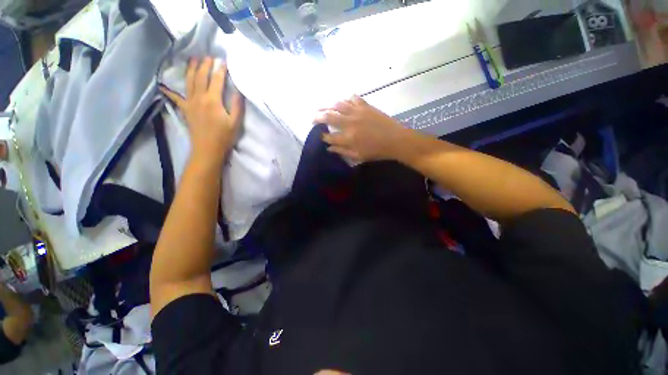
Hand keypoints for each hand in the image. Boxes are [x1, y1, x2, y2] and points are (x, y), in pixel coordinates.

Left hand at [161, 58, 243, 162]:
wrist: (208, 149)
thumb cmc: (224, 137)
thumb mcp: (235, 123)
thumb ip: (237, 106)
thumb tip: (238, 91)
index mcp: (213, 101)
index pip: (217, 80)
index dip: (220, 70)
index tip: (223, 61)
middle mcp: (199, 98)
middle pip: (201, 77)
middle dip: (204, 65)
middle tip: (208, 57)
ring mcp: (190, 103)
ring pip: (189, 82)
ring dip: (190, 69)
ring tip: (192, 60)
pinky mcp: (185, 110)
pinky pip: (175, 97)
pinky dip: (169, 91)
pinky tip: (163, 85)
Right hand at [314, 96, 408, 162]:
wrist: (396, 140)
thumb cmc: (377, 151)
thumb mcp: (358, 156)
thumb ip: (342, 151)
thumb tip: (329, 148)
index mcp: (348, 138)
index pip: (329, 136)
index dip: (323, 137)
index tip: (321, 137)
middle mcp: (350, 123)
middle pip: (329, 117)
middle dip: (317, 117)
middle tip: (312, 117)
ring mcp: (358, 112)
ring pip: (338, 105)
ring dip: (327, 105)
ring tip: (321, 106)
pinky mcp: (366, 106)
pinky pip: (353, 98)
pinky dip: (346, 99)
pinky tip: (343, 102)